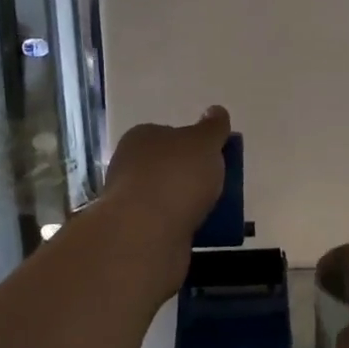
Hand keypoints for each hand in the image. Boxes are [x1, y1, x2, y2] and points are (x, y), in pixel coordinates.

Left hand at [98, 106, 231, 299]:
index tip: (215, 156)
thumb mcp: (204, 143)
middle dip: (192, 176)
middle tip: (219, 186)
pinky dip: (184, 228)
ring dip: (189, 205)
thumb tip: (216, 111)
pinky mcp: (135, 234)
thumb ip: (213, 127)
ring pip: (168, 198)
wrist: (145, 236)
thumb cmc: (175, 177)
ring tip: (216, 213)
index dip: (193, 143)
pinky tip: (202, 233)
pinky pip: (167, 225)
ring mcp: (130, 202)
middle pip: (169, 167)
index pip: (169, 133)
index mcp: (141, 138)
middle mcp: (130, 166)